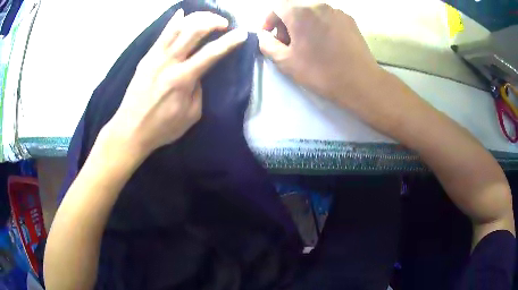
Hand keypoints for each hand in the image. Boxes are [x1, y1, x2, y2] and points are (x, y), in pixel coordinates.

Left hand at [106, 9, 247, 156]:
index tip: (242, 34)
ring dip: (196, 18)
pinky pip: (162, 34)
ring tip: (208, 18)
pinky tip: (182, 13)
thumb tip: (198, 73)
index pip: (211, 53)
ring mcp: (155, 57)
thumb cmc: (161, 127)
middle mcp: (169, 62)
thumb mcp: (190, 115)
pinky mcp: (146, 57)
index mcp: (182, 79)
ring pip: (177, 27)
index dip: (229, 41)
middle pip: (193, 31)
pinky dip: (174, 21)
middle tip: (224, 23)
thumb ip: (198, 90)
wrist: (130, 130)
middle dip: (213, 21)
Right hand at [258, 2, 383, 106]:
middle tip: (288, 44)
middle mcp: (318, 5)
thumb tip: (264, 36)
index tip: (270, 36)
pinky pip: (327, 17)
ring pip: (312, 12)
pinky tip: (325, 43)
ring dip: (303, 24)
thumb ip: (267, 45)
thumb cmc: (320, 71)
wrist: (360, 81)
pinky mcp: (349, 19)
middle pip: (295, 8)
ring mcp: (336, 11)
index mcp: (300, 11)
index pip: (277, 7)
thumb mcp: (285, 61)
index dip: (269, 20)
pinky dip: (319, 25)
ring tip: (308, 44)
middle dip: (286, 23)